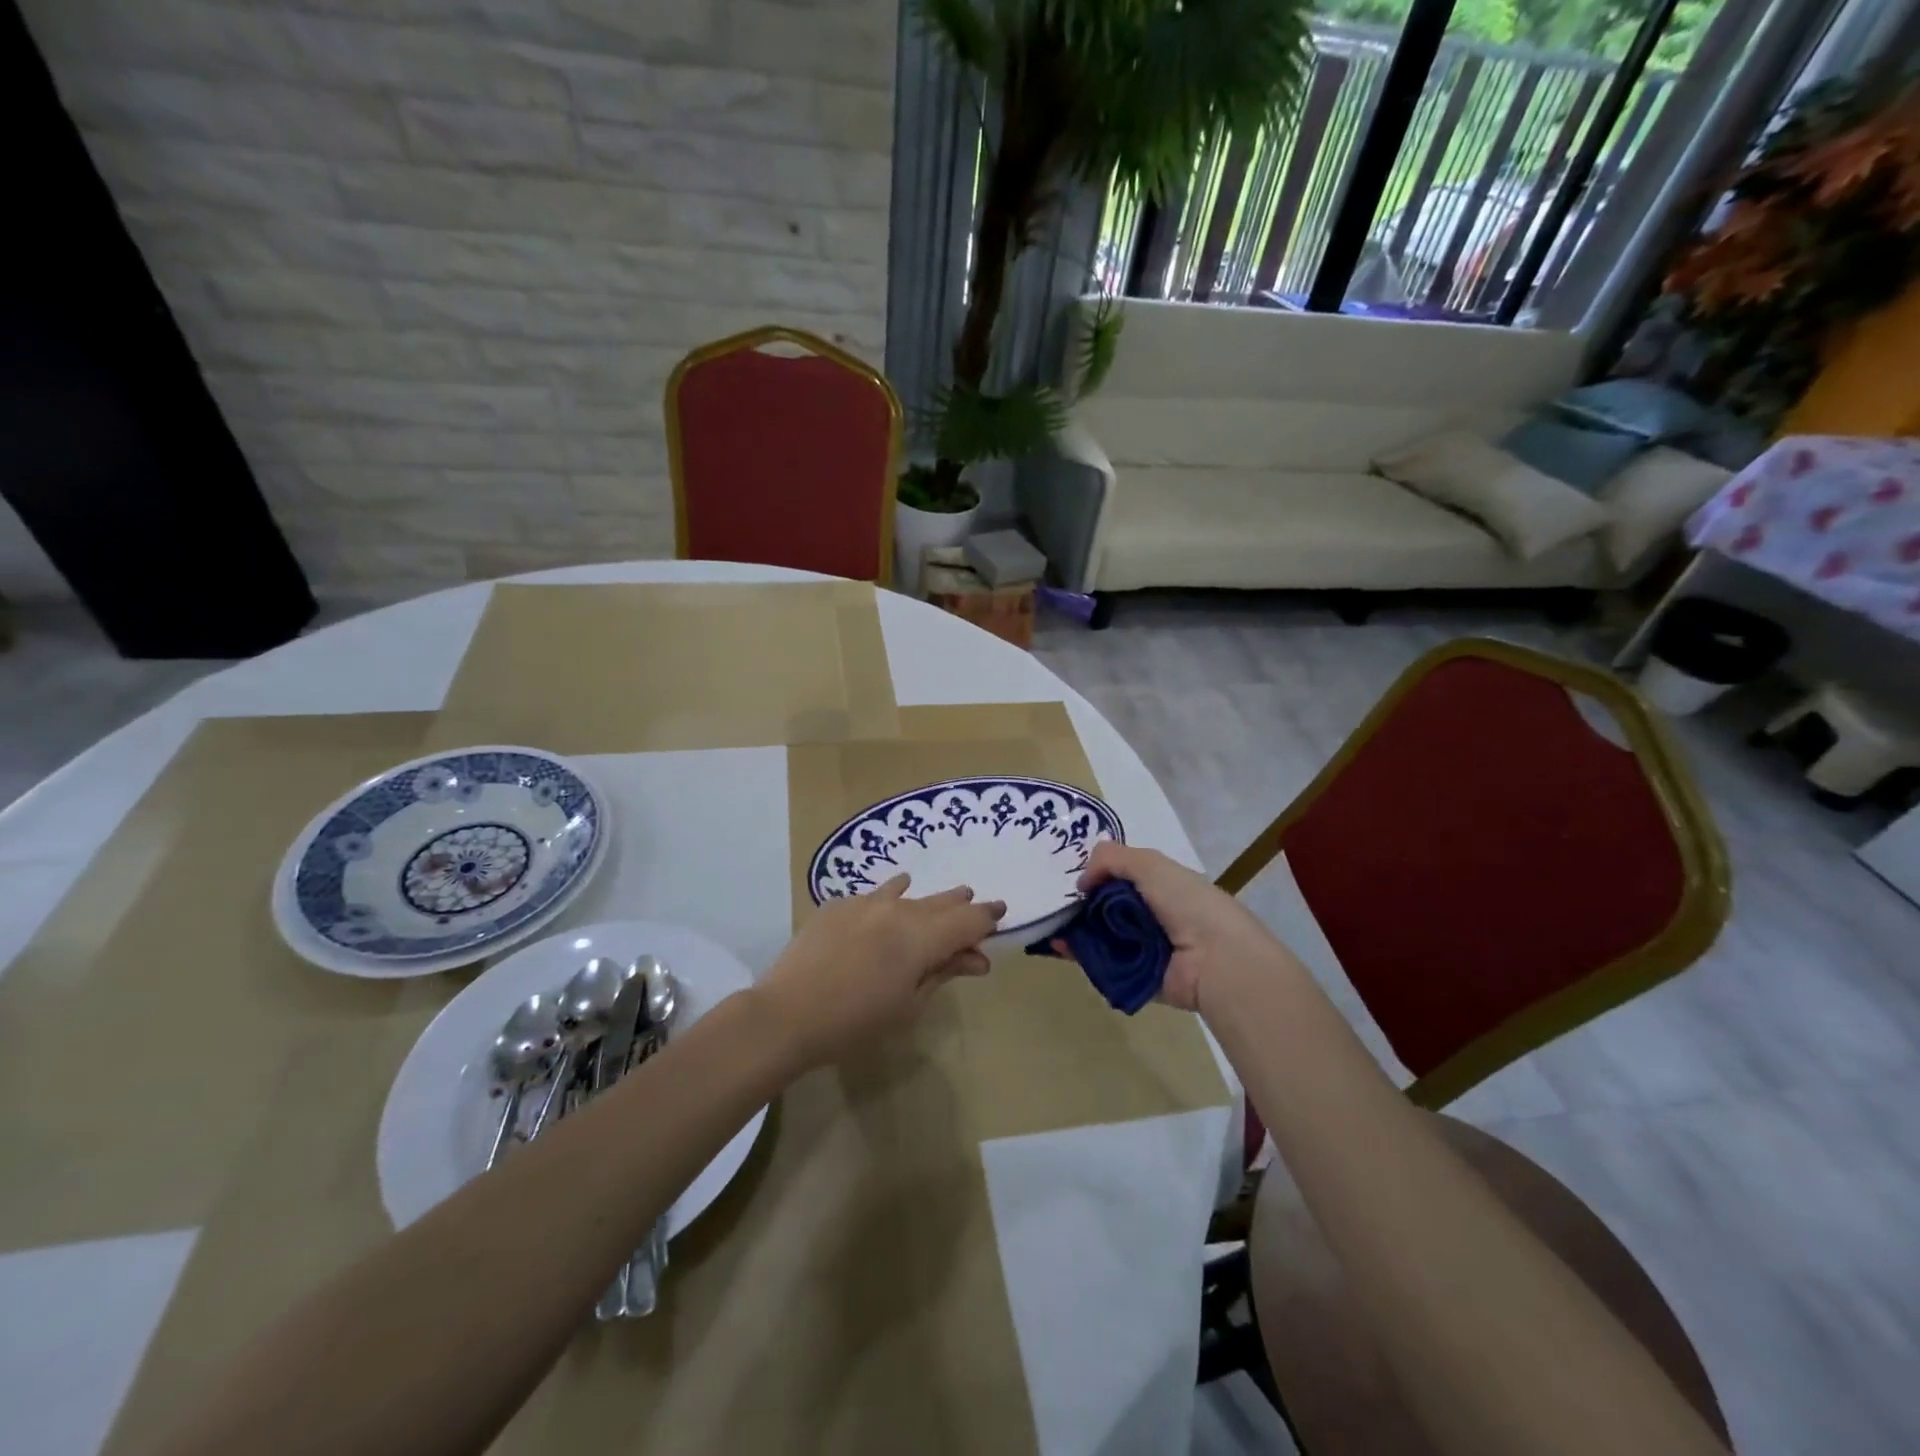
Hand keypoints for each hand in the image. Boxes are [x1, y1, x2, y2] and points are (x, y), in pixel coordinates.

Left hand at [756, 876, 1005, 1070]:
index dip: (987, 917)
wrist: (786, 1015)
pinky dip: (891, 898)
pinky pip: (875, 897)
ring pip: (908, 895)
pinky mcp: (838, 905)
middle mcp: (897, 910)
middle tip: (976, 904)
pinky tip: (895, 893)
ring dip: (929, 900)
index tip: (1001, 912)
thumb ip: (943, 973)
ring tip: (946, 897)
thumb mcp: (908, 1005)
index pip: (967, 920)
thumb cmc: (855, 1022)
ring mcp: (864, 903)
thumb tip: (977, 958)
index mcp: (920, 937)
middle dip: (961, 905)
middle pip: (940, 903)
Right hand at [1068, 842, 1277, 1012]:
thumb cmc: (1187, 903)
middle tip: (1053, 901)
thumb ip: (1110, 858)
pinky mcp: (1133, 976)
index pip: (1119, 876)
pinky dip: (1079, 955)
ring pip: (1098, 934)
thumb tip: (1082, 881)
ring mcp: (1141, 947)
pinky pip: (1099, 963)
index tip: (1071, 877)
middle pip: (1105, 906)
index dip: (1095, 874)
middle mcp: (1150, 915)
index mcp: (1160, 885)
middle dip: (1080, 903)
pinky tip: (1058, 945)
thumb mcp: (1149, 864)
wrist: (1216, 960)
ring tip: (1050, 923)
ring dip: (1074, 928)